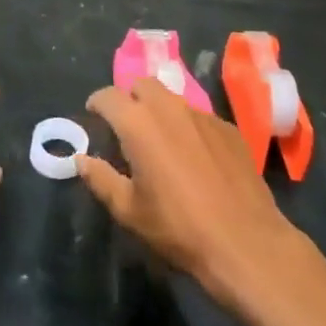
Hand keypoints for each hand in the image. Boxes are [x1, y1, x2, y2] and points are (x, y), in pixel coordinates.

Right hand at [78, 77, 302, 308]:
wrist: (244, 240)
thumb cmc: (178, 227)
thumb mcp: (129, 210)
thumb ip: (101, 179)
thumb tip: (81, 160)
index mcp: (139, 123)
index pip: (109, 95)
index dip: (97, 102)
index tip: (93, 114)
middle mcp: (170, 108)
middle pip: (143, 85)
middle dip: (130, 98)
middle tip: (127, 125)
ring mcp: (203, 115)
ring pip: (173, 99)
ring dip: (160, 110)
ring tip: (160, 140)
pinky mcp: (228, 128)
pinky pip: (199, 116)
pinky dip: (188, 126)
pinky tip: (194, 156)